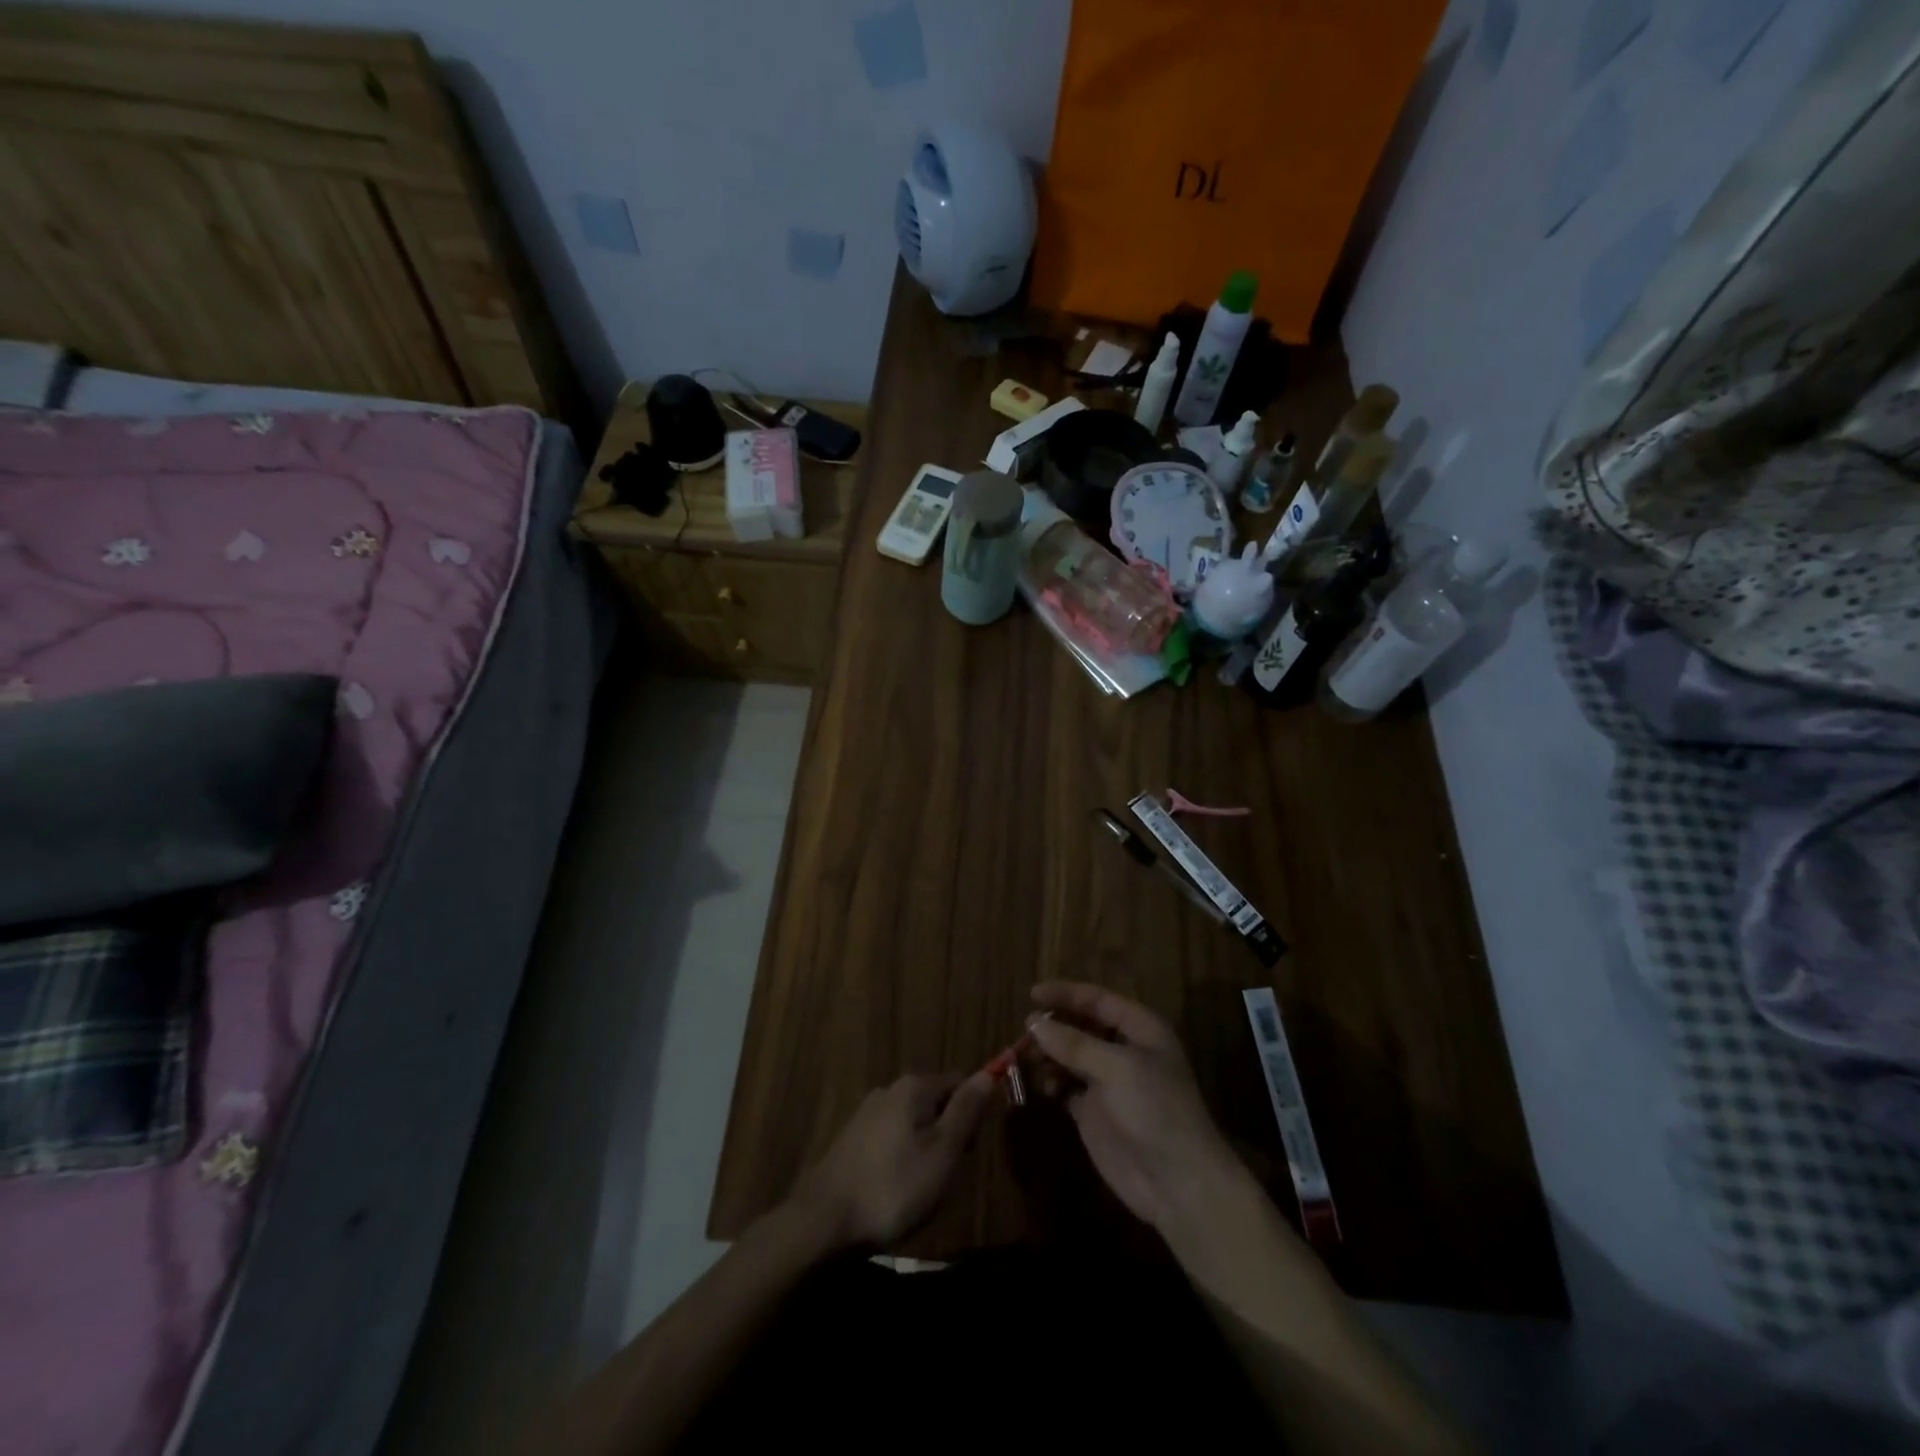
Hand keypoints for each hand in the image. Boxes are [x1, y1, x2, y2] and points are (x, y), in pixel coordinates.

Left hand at [789, 1071, 994, 1249]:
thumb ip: (967, 1110)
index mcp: (915, 1086)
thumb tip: (988, 1073)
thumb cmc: (894, 1186)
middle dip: (949, 1135)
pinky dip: (902, 1160)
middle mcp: (890, 1089)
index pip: (960, 1082)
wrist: (825, 1219)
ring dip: (926, 1150)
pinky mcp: (853, 1138)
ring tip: (921, 1190)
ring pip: (915, 1124)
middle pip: (937, 1102)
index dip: (973, 1114)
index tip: (971, 1152)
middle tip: (946, 1177)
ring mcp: (868, 1113)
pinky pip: (893, 1140)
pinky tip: (896, 1191)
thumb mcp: (943, 1151)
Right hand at [1028, 982, 1248, 1238]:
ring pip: (1070, 1056)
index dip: (1065, 994)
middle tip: (1024, 1031)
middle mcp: (1124, 1050)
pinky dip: (1052, 1083)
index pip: (1097, 1000)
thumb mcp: (1117, 1068)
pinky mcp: (1094, 1112)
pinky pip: (1066, 1086)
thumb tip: (1033, 1022)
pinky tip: (1043, 1087)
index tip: (1032, 994)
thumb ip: (1074, 1043)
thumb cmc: (1155, 1110)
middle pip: (1081, 1026)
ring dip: (1049, 1054)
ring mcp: (1108, 1082)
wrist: (1177, 1183)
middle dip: (1054, 1026)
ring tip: (1027, 1058)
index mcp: (1140, 1029)